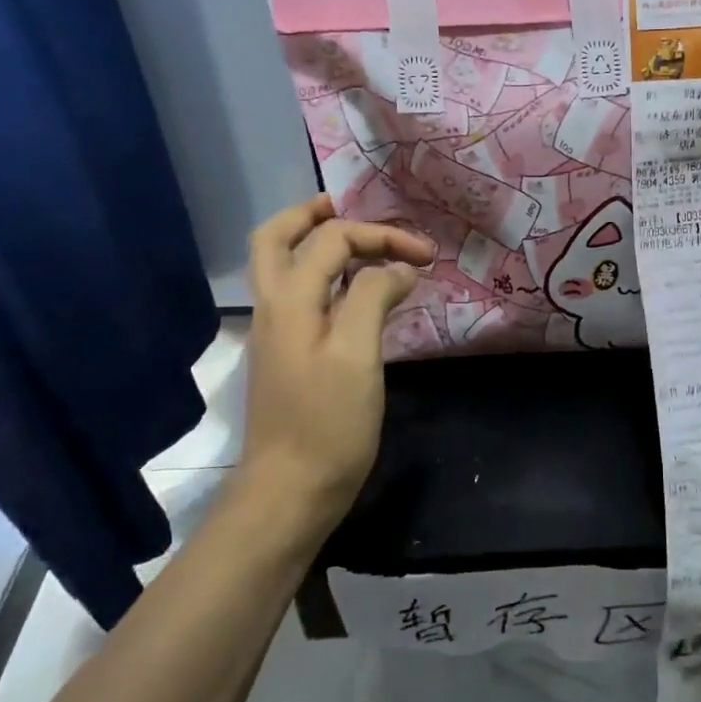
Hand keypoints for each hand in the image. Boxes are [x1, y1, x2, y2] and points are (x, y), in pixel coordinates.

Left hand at [237, 196, 434, 533]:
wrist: (290, 491)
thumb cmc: (328, 423)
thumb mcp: (357, 354)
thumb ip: (372, 297)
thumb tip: (396, 269)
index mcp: (289, 299)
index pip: (333, 239)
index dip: (382, 236)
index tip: (427, 256)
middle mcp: (273, 306)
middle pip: (277, 237)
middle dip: (316, 214)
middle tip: (359, 210)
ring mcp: (276, 331)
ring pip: (284, 265)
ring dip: (320, 243)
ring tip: (366, 244)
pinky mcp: (287, 354)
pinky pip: (301, 294)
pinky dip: (327, 276)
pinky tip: (360, 293)